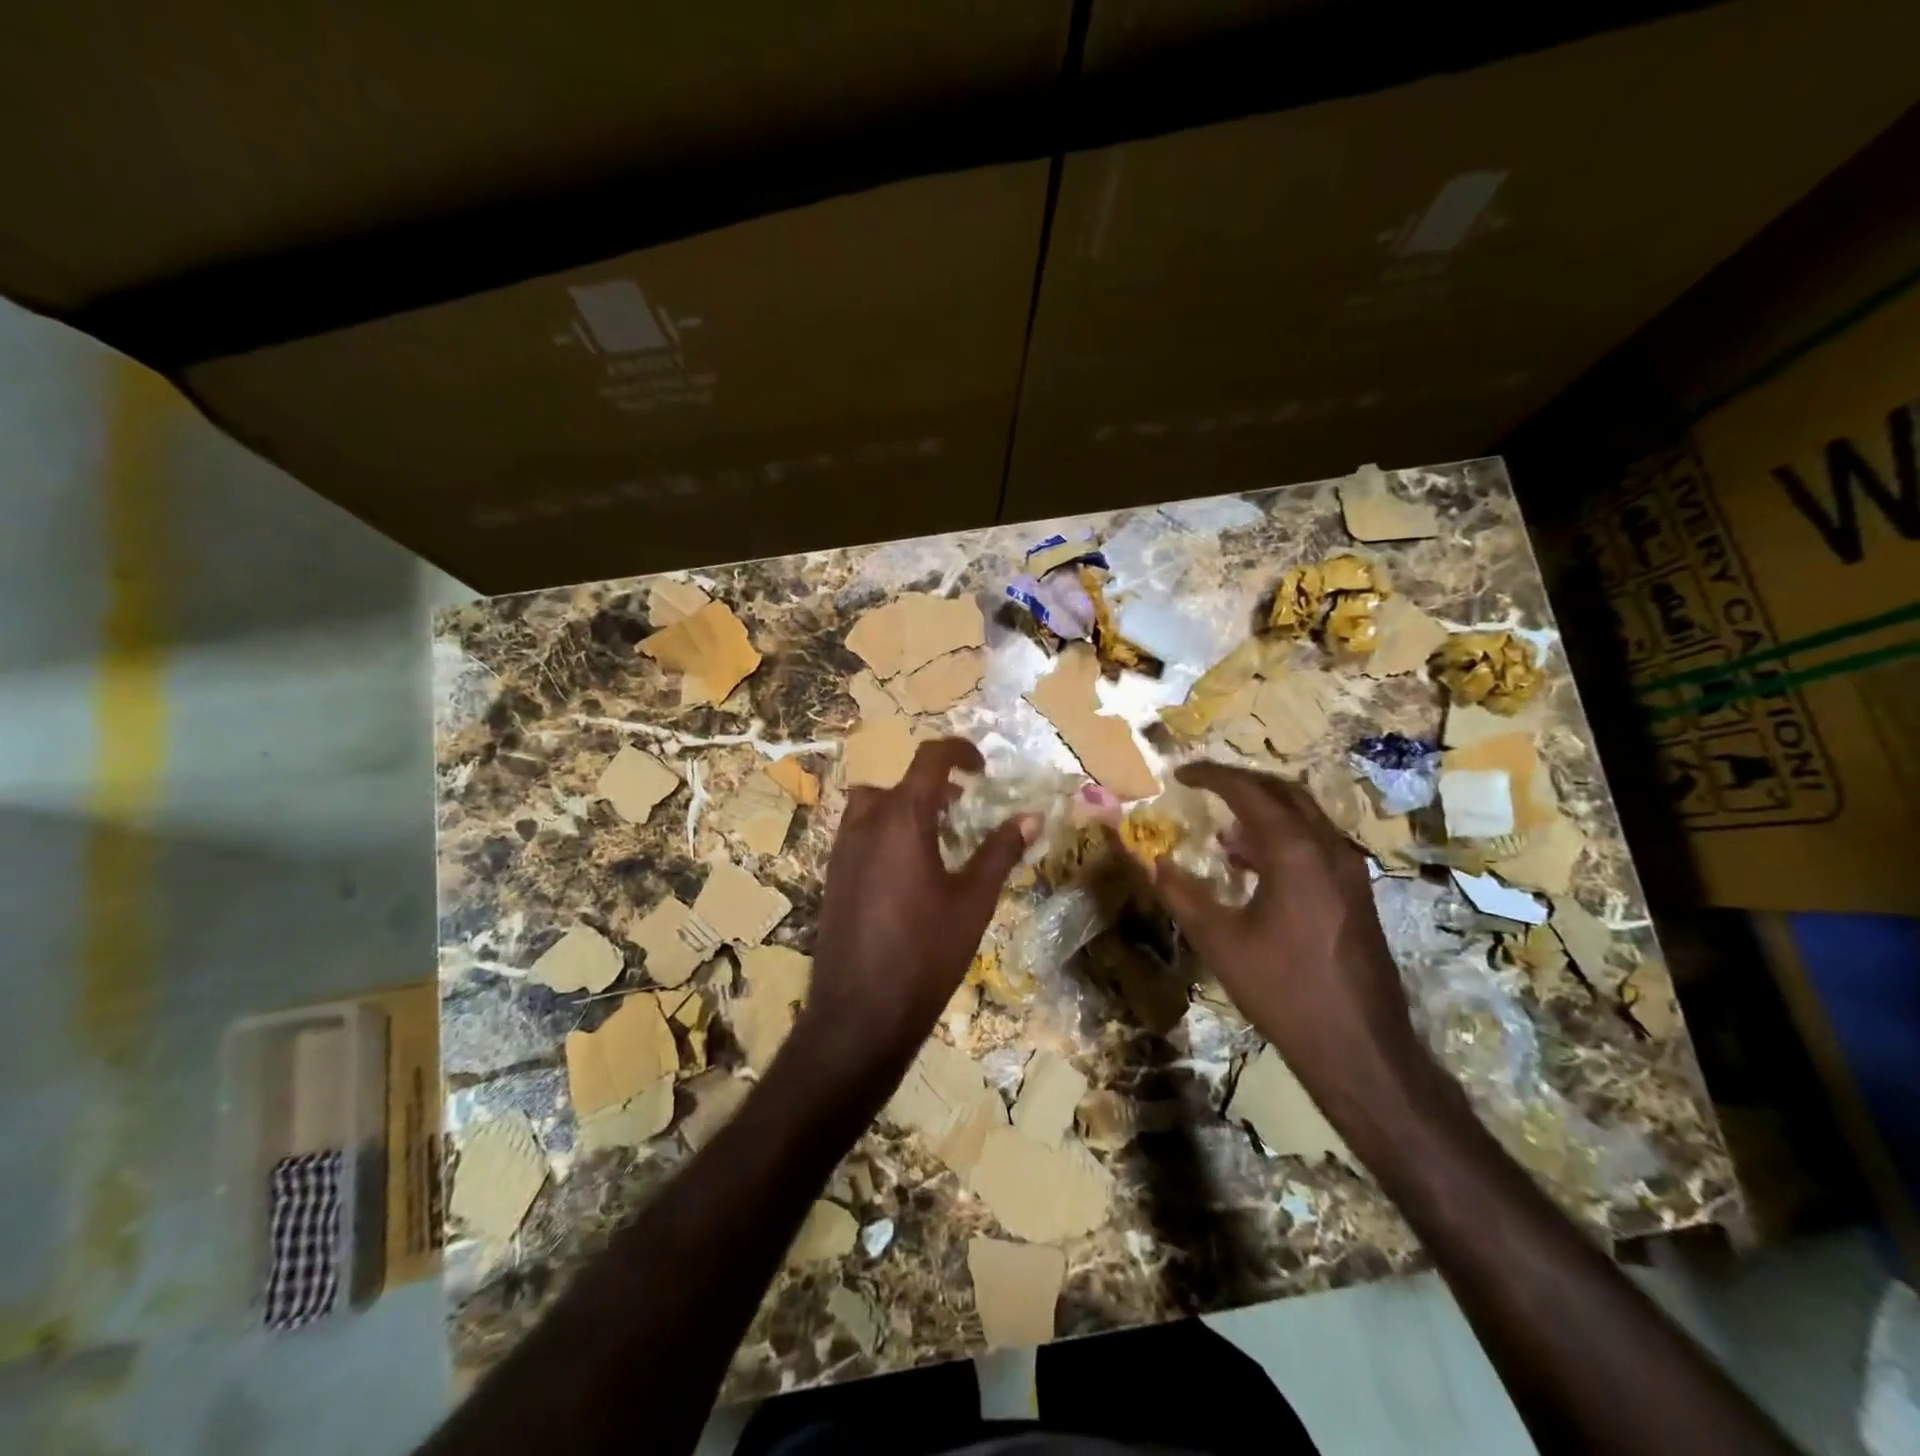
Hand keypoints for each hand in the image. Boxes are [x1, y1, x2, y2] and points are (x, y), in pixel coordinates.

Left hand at [795, 738, 1035, 1087]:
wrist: (860, 1014)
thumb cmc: (926, 953)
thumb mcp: (974, 901)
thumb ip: (1001, 851)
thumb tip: (1031, 816)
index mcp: (901, 819)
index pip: (929, 759)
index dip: (958, 752)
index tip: (982, 768)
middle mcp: (865, 825)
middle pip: (898, 784)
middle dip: (933, 786)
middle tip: (963, 808)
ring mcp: (842, 852)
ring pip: (873, 807)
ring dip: (905, 808)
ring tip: (937, 838)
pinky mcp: (833, 878)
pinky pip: (860, 835)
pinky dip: (886, 833)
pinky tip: (909, 873)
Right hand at [1148, 762, 1424, 1118]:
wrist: (1358, 1046)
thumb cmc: (1283, 990)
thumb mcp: (1219, 941)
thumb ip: (1181, 895)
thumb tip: (1153, 862)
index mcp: (1295, 851)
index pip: (1248, 792)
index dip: (1211, 777)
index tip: (1180, 774)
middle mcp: (1328, 848)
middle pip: (1283, 792)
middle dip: (1241, 782)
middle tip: (1203, 785)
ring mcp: (1349, 870)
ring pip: (1304, 817)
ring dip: (1262, 811)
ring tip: (1221, 827)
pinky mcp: (1356, 893)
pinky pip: (1314, 843)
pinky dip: (1281, 837)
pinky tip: (1252, 865)